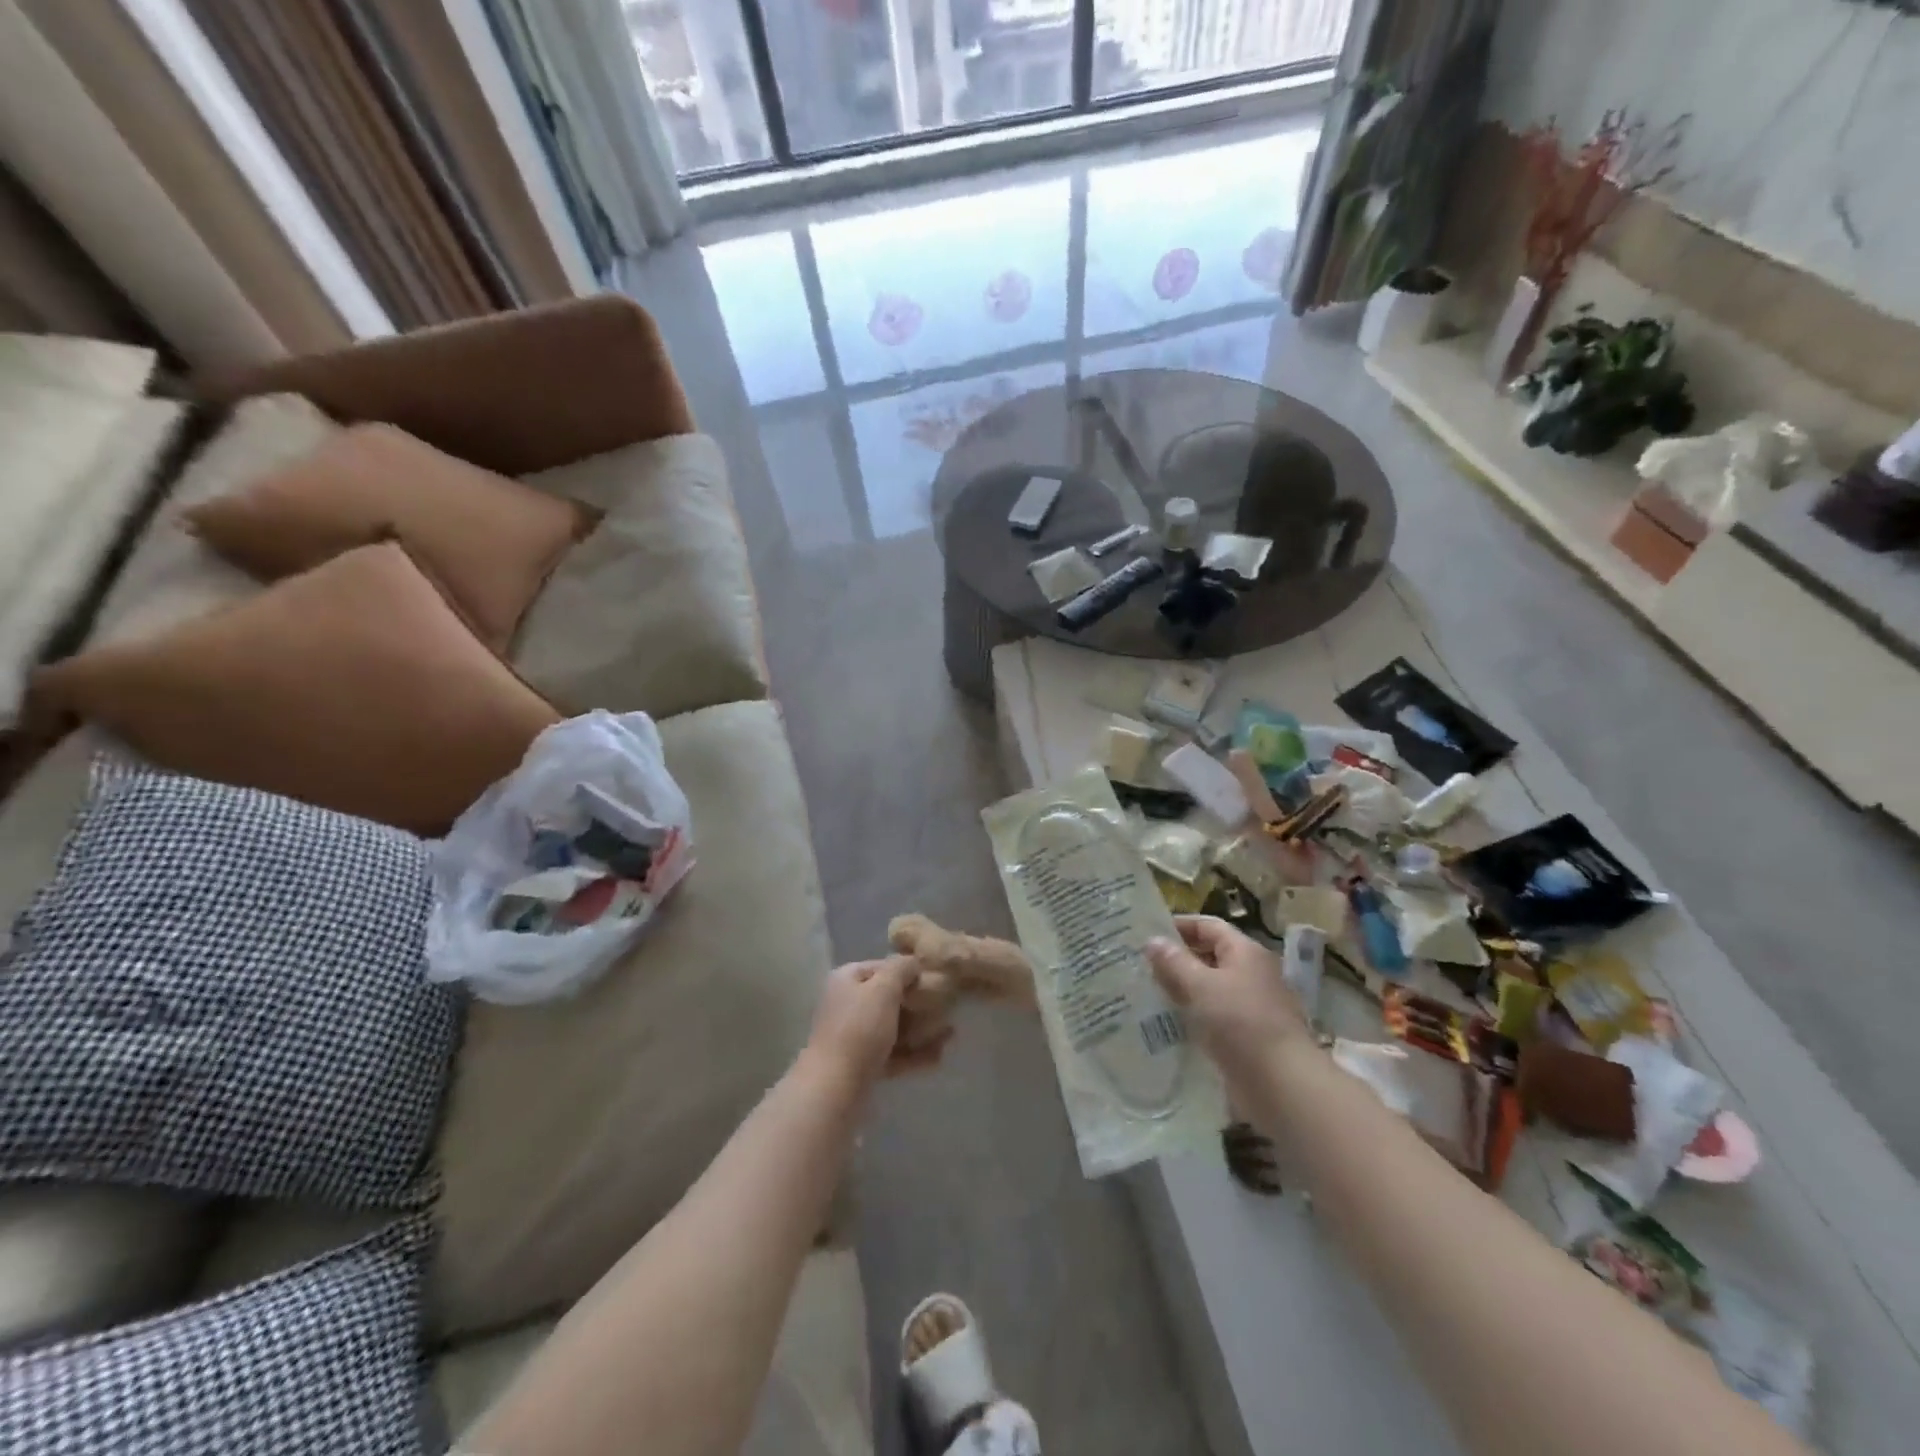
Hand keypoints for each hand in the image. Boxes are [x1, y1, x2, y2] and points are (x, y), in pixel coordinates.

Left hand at [805, 957, 951, 1093]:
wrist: (834, 1087)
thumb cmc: (859, 1028)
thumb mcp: (883, 989)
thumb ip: (901, 969)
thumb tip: (913, 962)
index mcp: (847, 980)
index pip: (882, 967)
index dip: (908, 971)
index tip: (935, 980)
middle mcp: (848, 1004)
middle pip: (888, 998)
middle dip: (918, 1004)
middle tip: (946, 1007)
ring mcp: (854, 1036)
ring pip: (893, 1027)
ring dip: (920, 1029)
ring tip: (950, 1033)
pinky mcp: (862, 1065)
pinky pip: (893, 1053)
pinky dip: (914, 1053)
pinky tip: (939, 1056)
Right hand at [1147, 916, 1312, 1094]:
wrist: (1280, 1084)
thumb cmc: (1240, 1023)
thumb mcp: (1200, 986)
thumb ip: (1174, 962)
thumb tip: (1153, 940)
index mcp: (1245, 952)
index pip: (1209, 926)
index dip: (1179, 926)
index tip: (1147, 934)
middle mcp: (1252, 974)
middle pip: (1210, 956)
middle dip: (1177, 959)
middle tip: (1141, 964)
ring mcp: (1252, 1006)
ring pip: (1210, 988)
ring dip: (1182, 989)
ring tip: (1147, 992)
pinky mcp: (1247, 1036)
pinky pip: (1214, 1016)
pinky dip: (1193, 1015)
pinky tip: (1168, 1023)